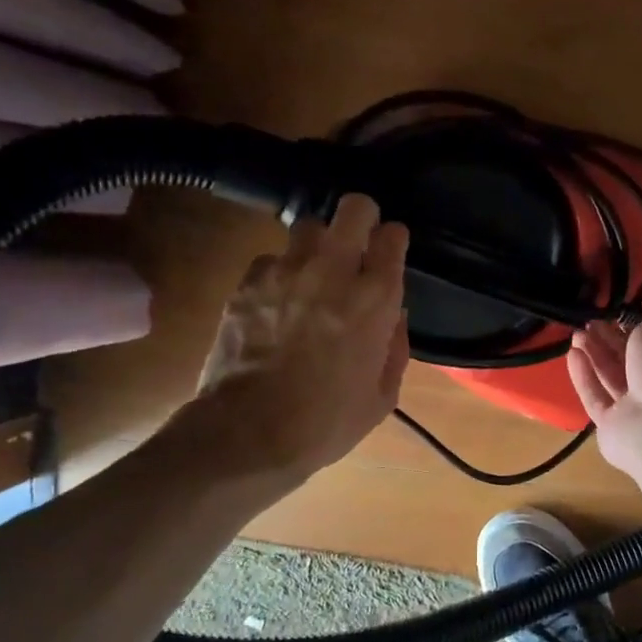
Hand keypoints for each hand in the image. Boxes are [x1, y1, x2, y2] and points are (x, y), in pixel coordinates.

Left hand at [183, 194, 409, 482]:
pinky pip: (272, 259)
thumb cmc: (326, 422)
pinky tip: (278, 300)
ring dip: (319, 244)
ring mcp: (285, 272)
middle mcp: (332, 272)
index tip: (390, 252)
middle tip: (358, 241)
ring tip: (314, 271)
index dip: (393, 240)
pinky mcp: (247, 283)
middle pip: (353, 208)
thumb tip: (393, 316)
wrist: (249, 433)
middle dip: (361, 218)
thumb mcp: (382, 396)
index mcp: (375, 300)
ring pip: (308, 226)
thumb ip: (394, 347)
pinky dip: (281, 272)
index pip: (392, 237)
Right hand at [568, 284, 641, 481]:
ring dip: (596, 353)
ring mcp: (638, 410)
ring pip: (613, 377)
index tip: (621, 305)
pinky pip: (597, 398)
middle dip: (612, 338)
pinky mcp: (613, 427)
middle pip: (633, 359)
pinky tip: (571, 355)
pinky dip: (585, 376)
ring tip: (576, 332)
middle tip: (591, 318)